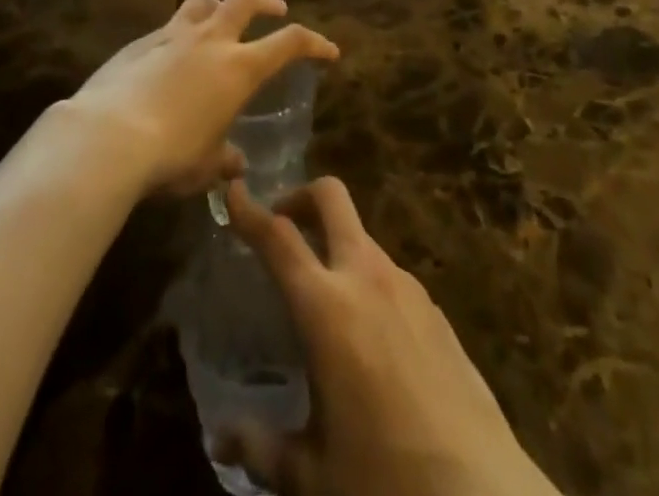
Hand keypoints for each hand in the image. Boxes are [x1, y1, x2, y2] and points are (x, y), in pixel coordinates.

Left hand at [63, 0, 337, 198]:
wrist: (108, 136)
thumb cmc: (171, 155)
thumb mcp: (206, 166)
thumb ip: (225, 158)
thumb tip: (235, 162)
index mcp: (239, 68)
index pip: (289, 42)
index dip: (314, 43)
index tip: (328, 51)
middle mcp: (210, 41)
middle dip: (265, 2)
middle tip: (275, 10)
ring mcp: (172, 35)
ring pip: (203, 1)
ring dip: (219, 6)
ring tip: (220, 20)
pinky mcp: (140, 42)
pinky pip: (168, 27)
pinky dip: (179, 34)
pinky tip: (170, 59)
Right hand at [219, 179, 560, 495]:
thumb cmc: (385, 482)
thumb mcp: (313, 476)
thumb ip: (262, 448)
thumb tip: (222, 436)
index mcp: (327, 307)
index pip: (278, 238)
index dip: (249, 210)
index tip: (233, 191)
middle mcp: (366, 278)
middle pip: (332, 197)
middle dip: (301, 196)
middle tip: (282, 225)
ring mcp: (407, 287)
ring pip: (362, 236)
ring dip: (336, 244)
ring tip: (323, 297)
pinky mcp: (436, 309)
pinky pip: (390, 275)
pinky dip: (367, 280)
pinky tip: (369, 337)